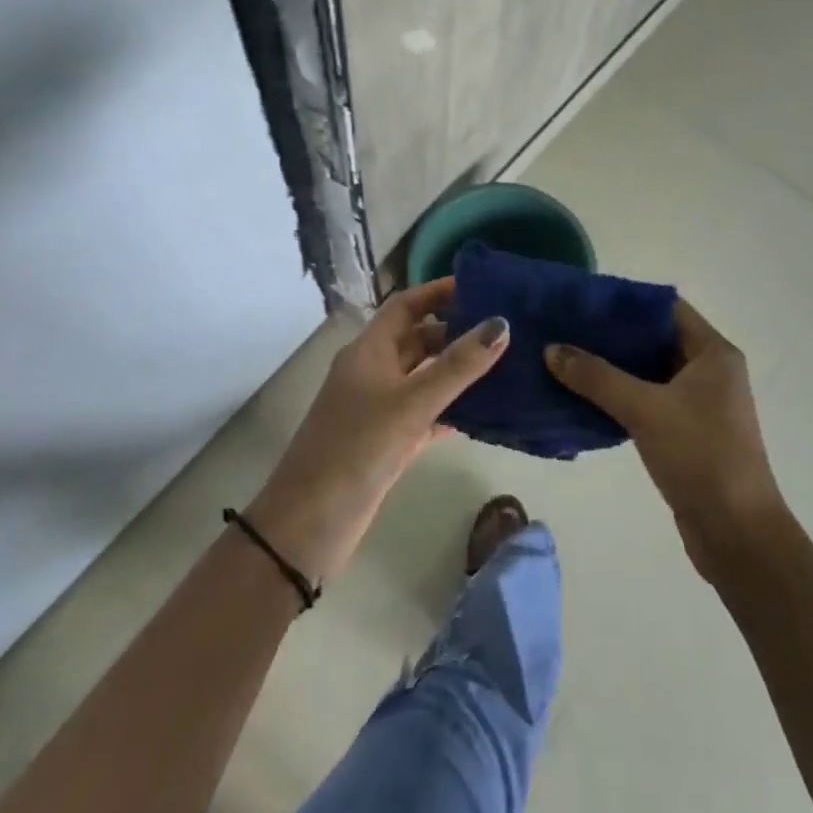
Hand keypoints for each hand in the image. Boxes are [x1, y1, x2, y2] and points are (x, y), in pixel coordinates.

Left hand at [247, 279, 507, 584]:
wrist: (308, 526)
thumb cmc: (357, 450)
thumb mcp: (411, 403)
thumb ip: (458, 365)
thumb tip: (501, 324)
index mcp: (368, 351)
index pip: (406, 306)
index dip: (439, 292)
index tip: (480, 286)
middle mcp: (372, 372)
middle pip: (417, 339)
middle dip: (455, 331)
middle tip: (502, 330)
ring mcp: (377, 409)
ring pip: (422, 377)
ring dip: (456, 371)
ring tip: (503, 365)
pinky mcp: (386, 442)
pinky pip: (424, 413)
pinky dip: (450, 409)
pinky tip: (482, 414)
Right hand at [546, 299, 786, 580]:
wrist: (737, 535)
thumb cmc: (700, 456)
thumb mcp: (645, 409)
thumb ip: (597, 377)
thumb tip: (552, 349)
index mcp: (713, 353)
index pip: (666, 308)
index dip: (627, 301)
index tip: (585, 300)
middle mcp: (710, 372)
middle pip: (655, 339)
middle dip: (613, 335)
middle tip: (567, 328)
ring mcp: (700, 404)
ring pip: (649, 372)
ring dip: (613, 367)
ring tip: (567, 358)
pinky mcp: (687, 433)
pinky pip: (648, 401)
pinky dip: (620, 396)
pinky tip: (584, 396)